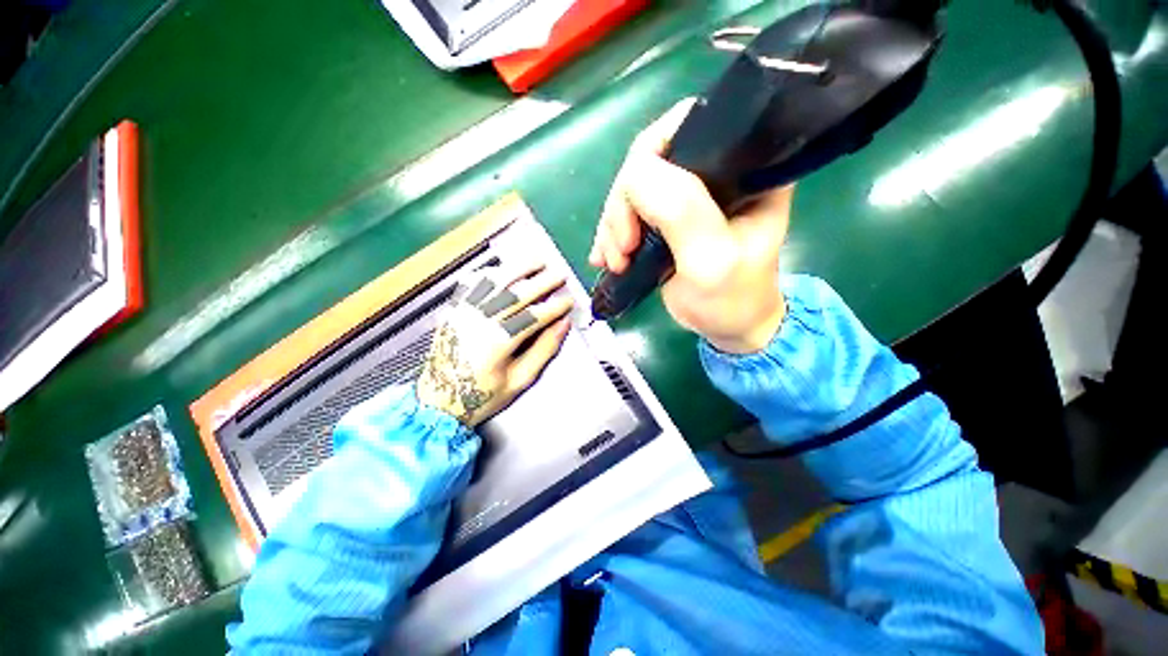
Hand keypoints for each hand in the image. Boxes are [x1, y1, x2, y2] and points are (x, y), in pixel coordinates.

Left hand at [417, 262, 573, 426]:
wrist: (438, 402)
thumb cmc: (483, 396)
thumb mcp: (520, 380)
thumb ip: (544, 350)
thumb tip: (562, 325)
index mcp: (499, 342)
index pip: (534, 316)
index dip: (555, 307)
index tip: (569, 301)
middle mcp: (480, 321)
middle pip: (517, 293)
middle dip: (543, 282)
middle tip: (559, 275)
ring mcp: (464, 313)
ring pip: (495, 282)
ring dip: (519, 268)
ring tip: (537, 261)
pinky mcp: (454, 311)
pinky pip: (472, 284)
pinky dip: (490, 273)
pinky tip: (504, 269)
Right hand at [589, 99, 792, 353]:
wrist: (727, 327)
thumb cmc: (731, 299)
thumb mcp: (712, 261)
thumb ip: (682, 213)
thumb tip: (635, 171)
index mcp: (745, 166)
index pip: (689, 125)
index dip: (650, 156)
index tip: (632, 207)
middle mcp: (715, 171)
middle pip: (650, 159)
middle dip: (624, 205)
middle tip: (622, 250)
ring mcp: (687, 195)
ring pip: (632, 188)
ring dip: (613, 225)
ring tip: (616, 262)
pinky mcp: (666, 218)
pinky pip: (627, 211)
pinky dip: (612, 235)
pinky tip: (607, 259)